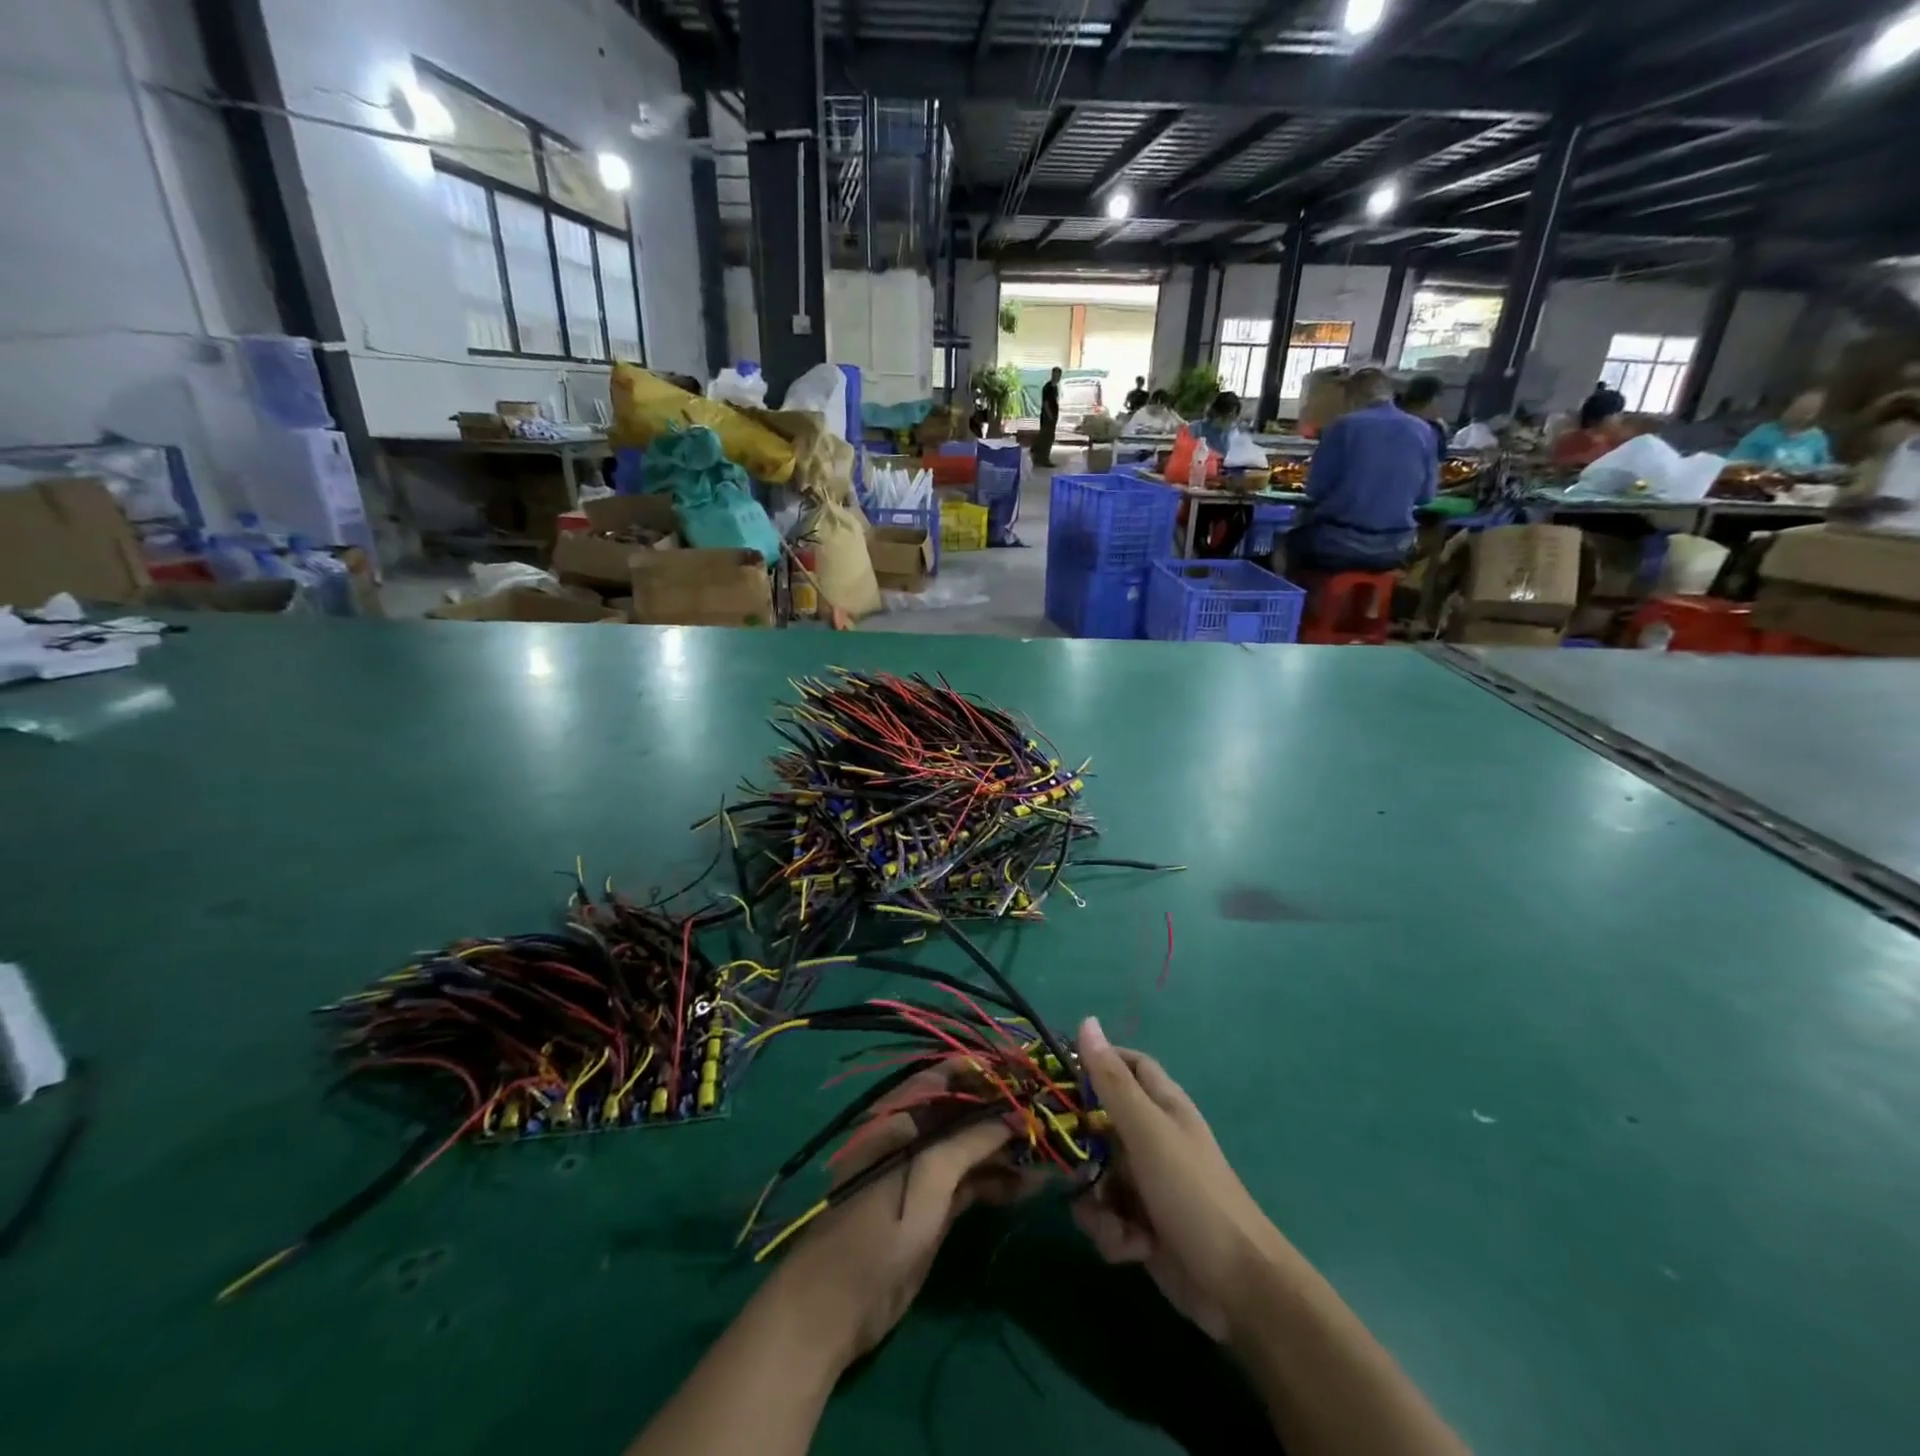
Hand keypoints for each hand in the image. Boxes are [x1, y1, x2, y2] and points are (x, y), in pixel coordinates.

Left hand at [769, 1070, 1026, 1364]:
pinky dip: (998, 1181)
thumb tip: (1015, 1114)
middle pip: (965, 1111)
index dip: (985, 1069)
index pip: (947, 1075)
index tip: (1025, 1068)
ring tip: (1049, 1151)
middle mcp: (914, 1134)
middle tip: (1048, 1112)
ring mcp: (924, 1171)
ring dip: (1007, 1148)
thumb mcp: (928, 1176)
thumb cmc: (878, 1227)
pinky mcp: (934, 1205)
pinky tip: (1030, 1186)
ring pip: (972, 1147)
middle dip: (1003, 1110)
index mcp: (900, 1114)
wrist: (837, 1307)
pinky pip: (972, 1182)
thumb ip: (971, 1140)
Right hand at [1071, 1016, 1283, 1342]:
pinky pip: (1105, 1216)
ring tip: (1114, 1221)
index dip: (1095, 1062)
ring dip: (1096, 1203)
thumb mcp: (1147, 1131)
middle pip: (1098, 1124)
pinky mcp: (1140, 1226)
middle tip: (1063, 1158)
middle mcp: (1151, 1138)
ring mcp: (1146, 1183)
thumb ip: (1112, 1081)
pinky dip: (1111, 1233)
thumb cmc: (1193, 1194)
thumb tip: (1087, 1021)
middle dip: (1080, 1147)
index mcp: (1162, 1105)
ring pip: (1095, 1175)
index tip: (1058, 1074)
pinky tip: (1131, 1248)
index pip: (1125, 1064)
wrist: (1238, 1289)